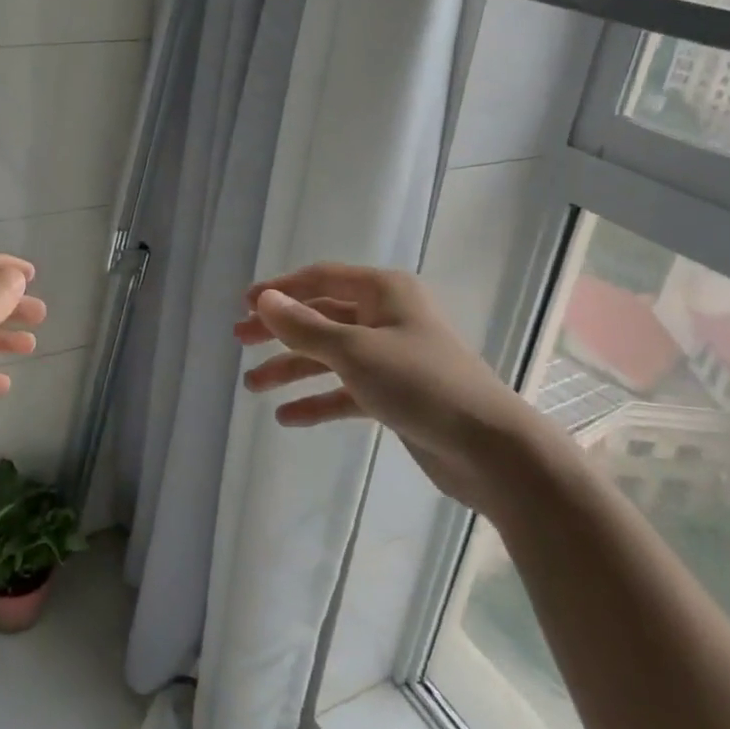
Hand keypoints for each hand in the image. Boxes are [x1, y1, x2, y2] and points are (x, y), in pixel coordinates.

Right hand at [233, 262, 557, 509]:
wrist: (490, 449)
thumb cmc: (421, 384)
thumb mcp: (355, 351)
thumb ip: (305, 327)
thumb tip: (264, 300)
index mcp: (384, 291)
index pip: (320, 278)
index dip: (280, 290)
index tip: (243, 305)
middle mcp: (387, 317)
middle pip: (321, 316)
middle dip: (280, 330)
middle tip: (240, 342)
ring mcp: (392, 356)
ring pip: (330, 356)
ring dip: (292, 369)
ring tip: (253, 386)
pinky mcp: (395, 394)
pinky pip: (347, 390)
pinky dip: (319, 400)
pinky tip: (288, 417)